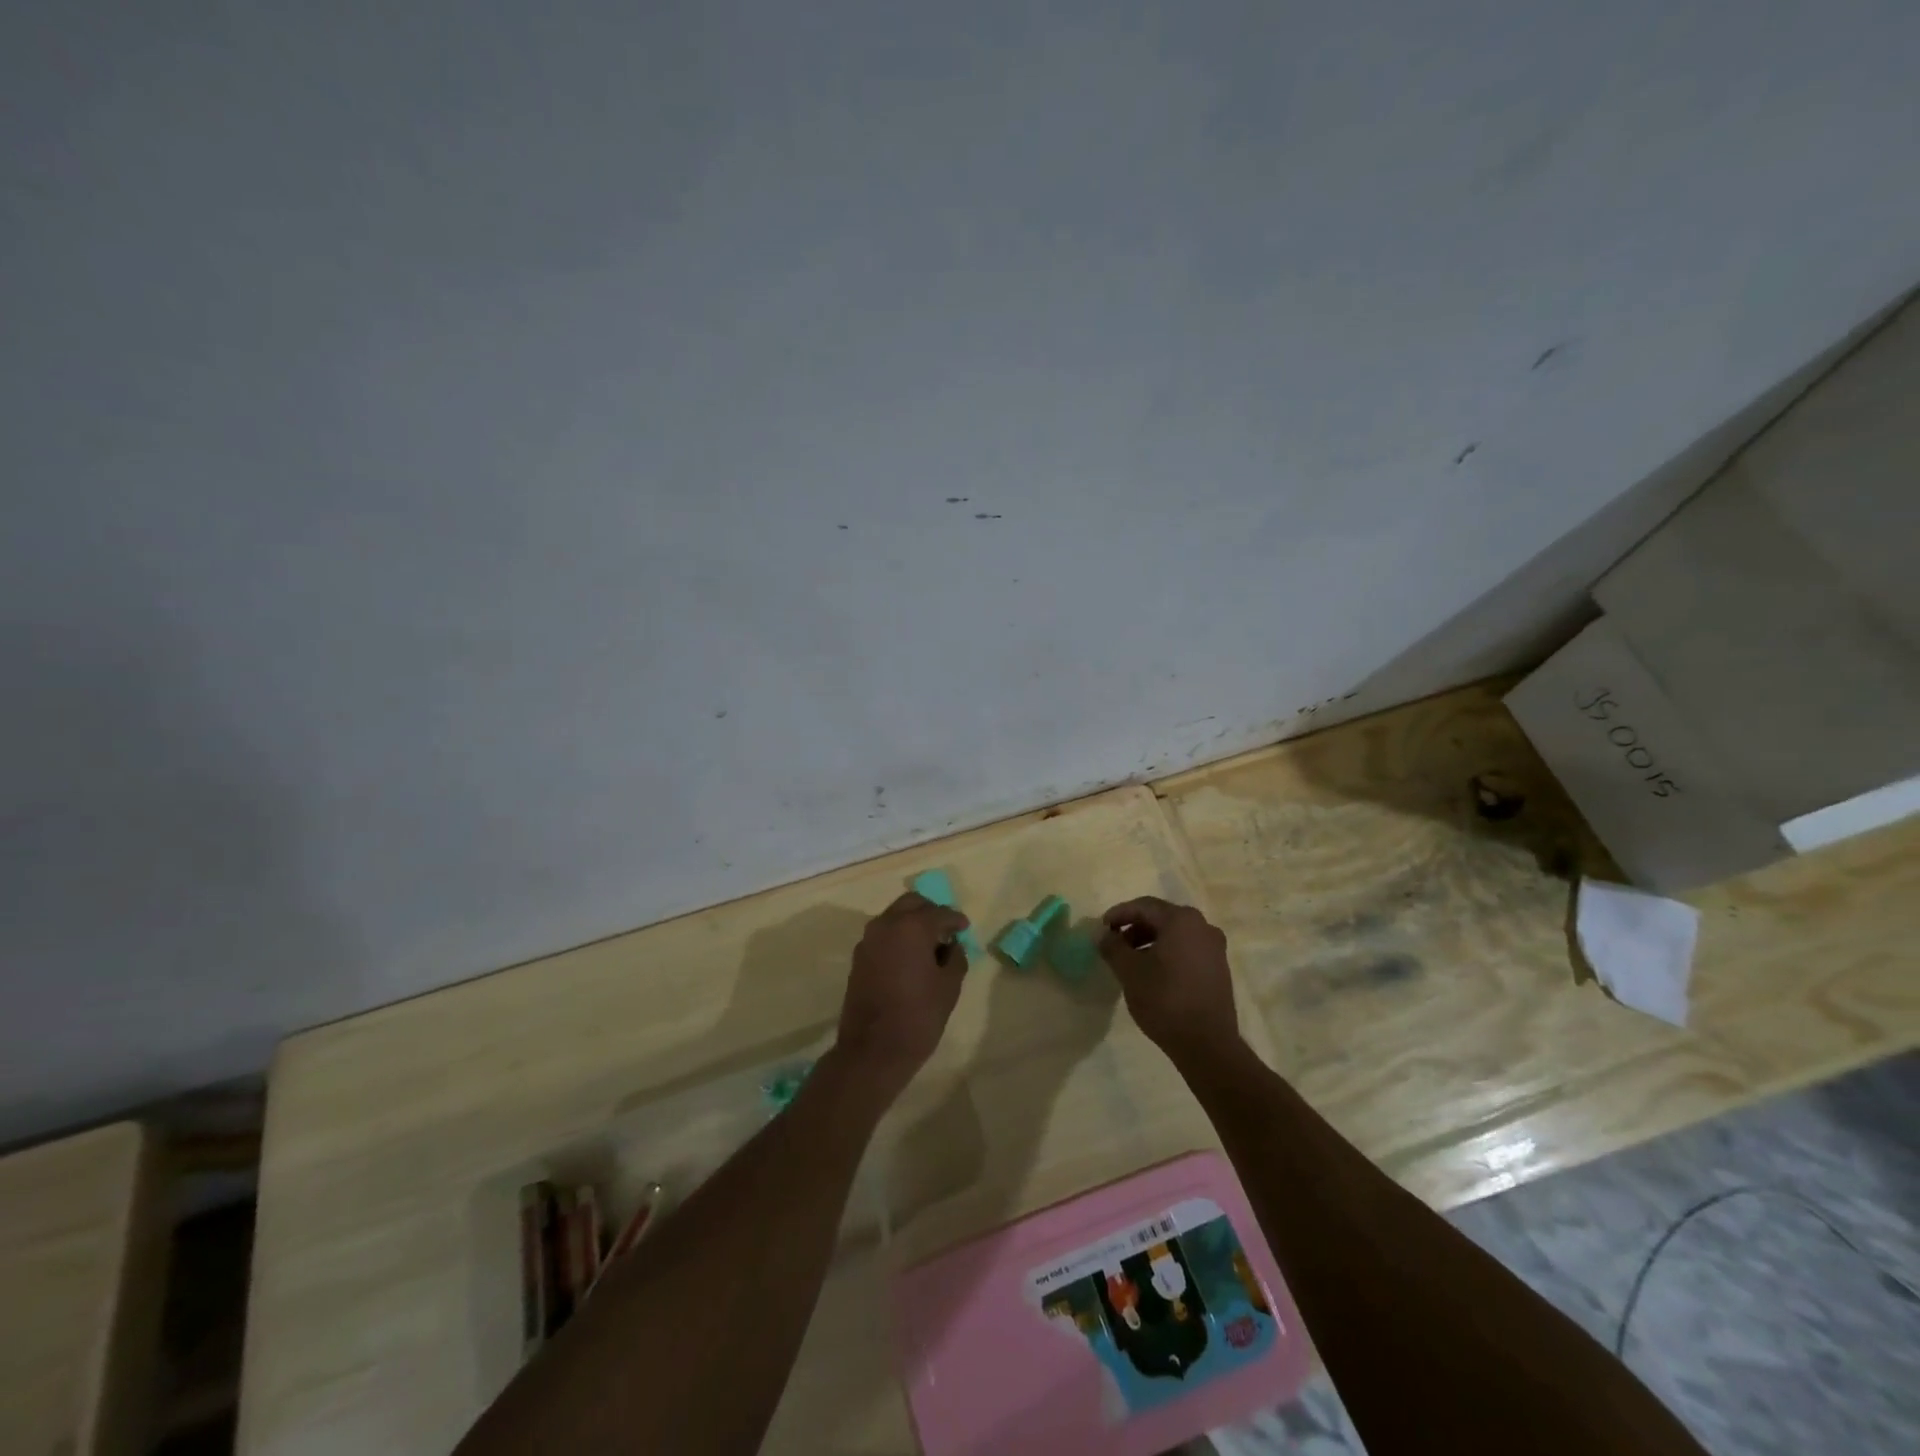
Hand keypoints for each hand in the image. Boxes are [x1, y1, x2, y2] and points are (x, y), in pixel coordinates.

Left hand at [833, 892, 969, 1098]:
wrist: (872, 1051)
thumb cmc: (918, 1017)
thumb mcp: (949, 987)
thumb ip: (955, 958)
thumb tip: (951, 946)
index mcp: (911, 927)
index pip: (939, 913)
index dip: (955, 920)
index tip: (964, 928)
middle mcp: (886, 925)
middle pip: (911, 904)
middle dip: (930, 912)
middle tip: (945, 930)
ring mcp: (868, 940)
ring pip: (894, 917)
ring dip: (912, 923)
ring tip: (929, 944)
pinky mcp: (858, 957)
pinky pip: (883, 935)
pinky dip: (898, 937)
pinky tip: (910, 958)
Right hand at [1098, 897, 1240, 1064]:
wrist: (1207, 1044)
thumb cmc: (1165, 999)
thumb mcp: (1130, 971)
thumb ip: (1113, 947)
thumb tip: (1102, 935)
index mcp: (1181, 920)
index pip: (1144, 906)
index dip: (1119, 914)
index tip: (1102, 928)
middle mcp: (1202, 926)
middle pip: (1161, 918)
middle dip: (1134, 927)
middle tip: (1114, 943)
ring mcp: (1214, 948)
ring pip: (1175, 934)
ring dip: (1150, 941)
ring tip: (1130, 960)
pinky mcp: (1219, 968)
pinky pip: (1187, 949)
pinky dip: (1167, 953)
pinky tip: (1153, 972)